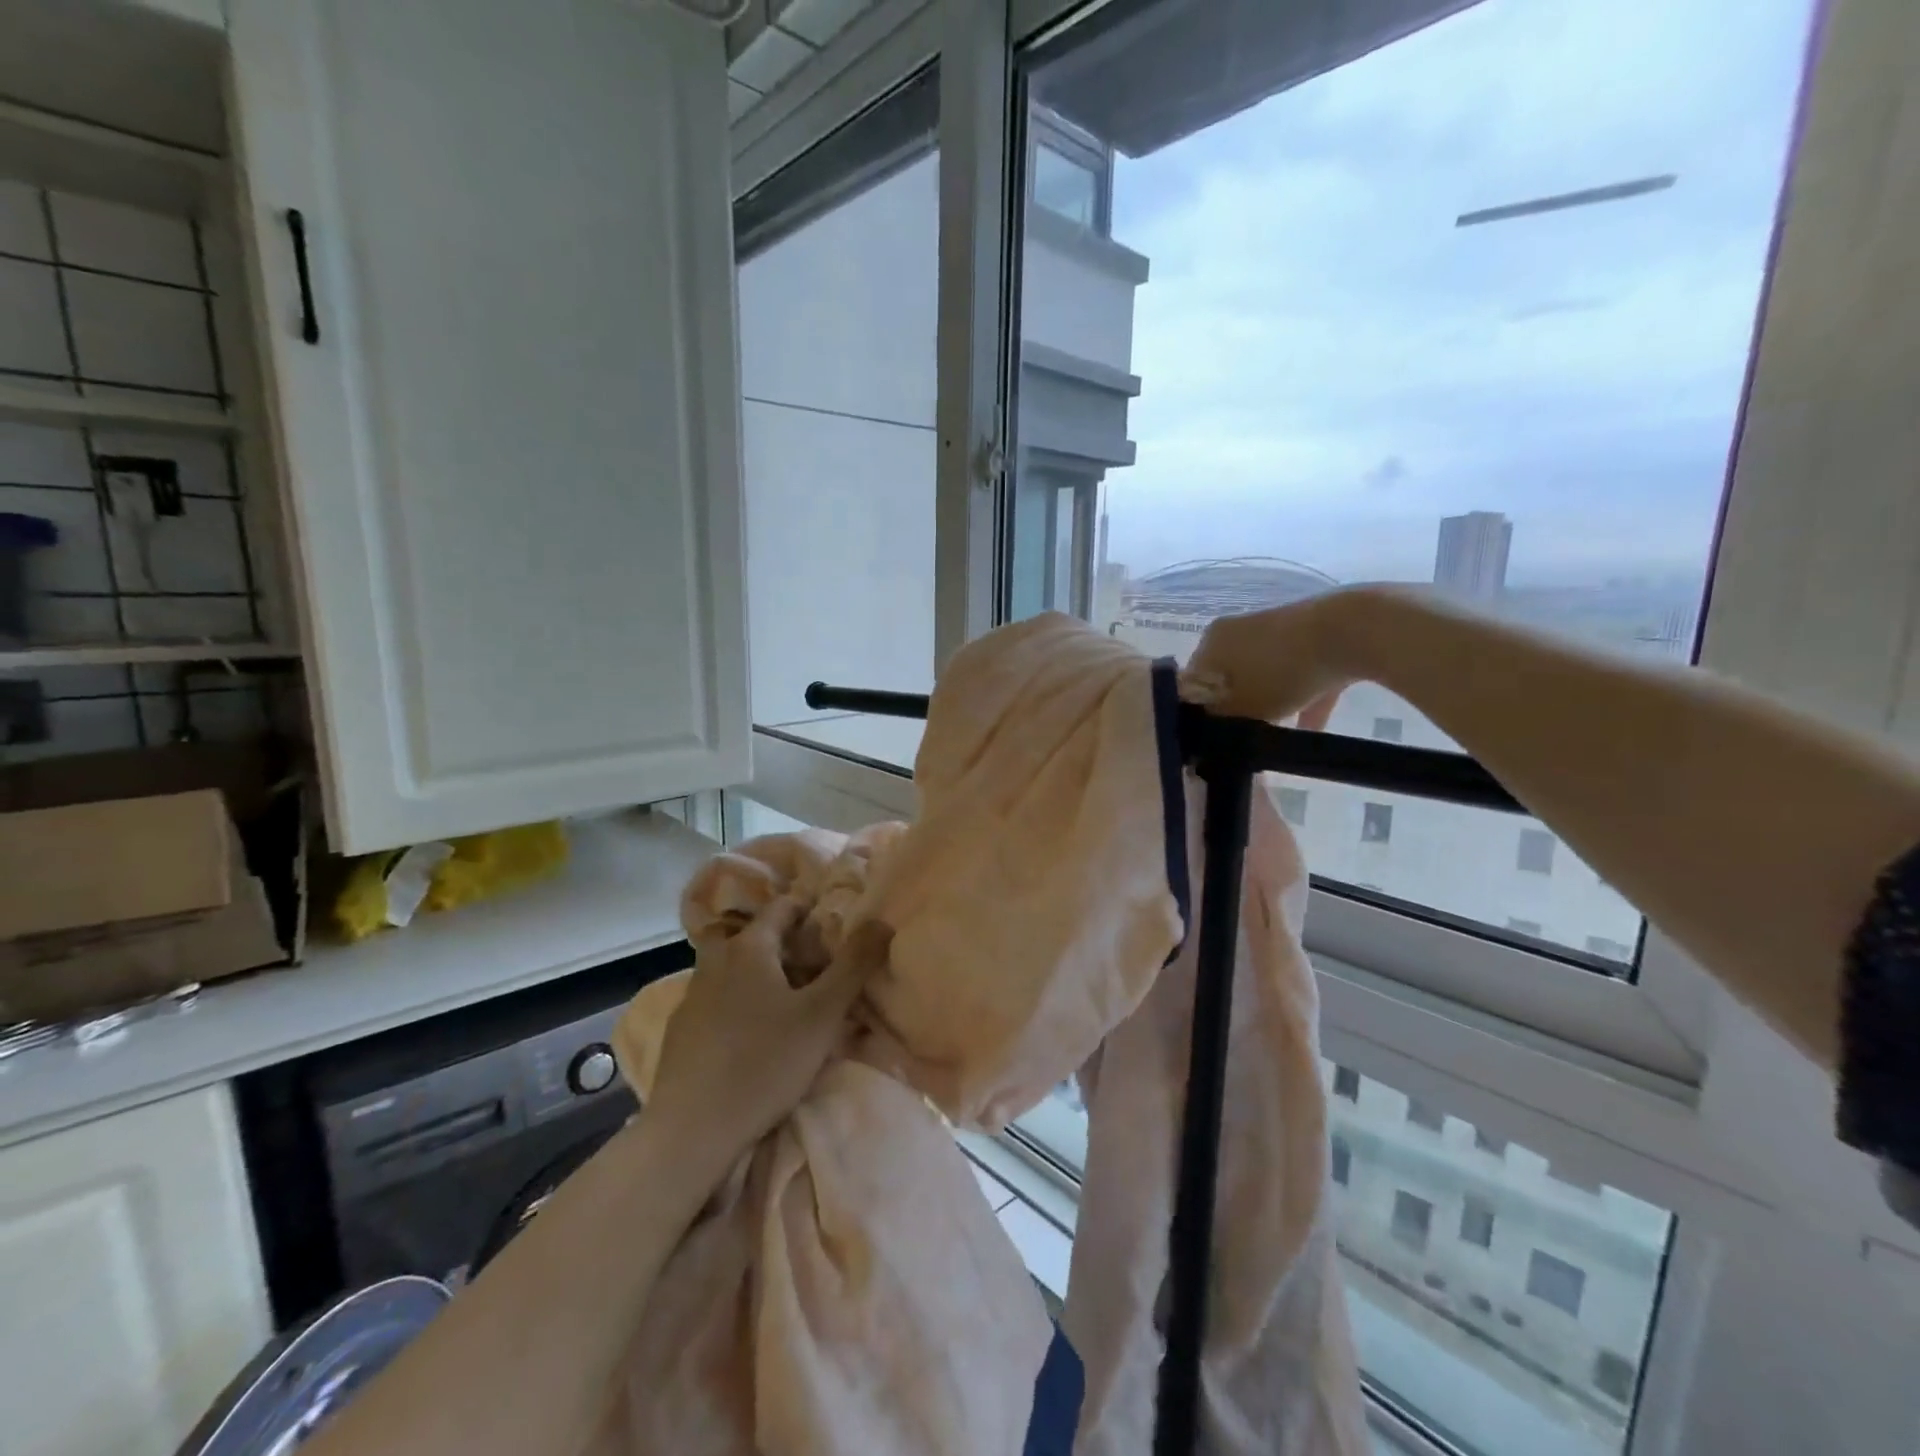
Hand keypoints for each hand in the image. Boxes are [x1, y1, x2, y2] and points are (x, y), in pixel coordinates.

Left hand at [645, 897, 890, 1168]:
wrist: (691, 1130)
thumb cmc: (764, 1062)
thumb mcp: (823, 1013)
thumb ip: (855, 964)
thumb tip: (881, 920)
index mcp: (749, 948)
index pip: (783, 907)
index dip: (811, 911)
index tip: (835, 928)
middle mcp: (715, 962)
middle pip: (758, 938)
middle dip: (790, 947)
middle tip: (821, 970)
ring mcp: (692, 996)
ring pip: (737, 970)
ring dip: (765, 976)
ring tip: (793, 1004)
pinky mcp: (682, 1031)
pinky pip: (720, 1001)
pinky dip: (742, 1004)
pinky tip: (756, 1036)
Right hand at [1185, 588, 1374, 725]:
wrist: (1352, 630)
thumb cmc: (1283, 672)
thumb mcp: (1244, 708)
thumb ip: (1220, 720)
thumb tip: (1208, 729)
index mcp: (1211, 643)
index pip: (1192, 684)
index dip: (1200, 714)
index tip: (1214, 737)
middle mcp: (1236, 630)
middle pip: (1228, 678)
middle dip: (1237, 708)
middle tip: (1245, 737)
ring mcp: (1275, 628)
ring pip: (1264, 675)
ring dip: (1271, 705)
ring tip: (1278, 737)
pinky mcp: (1310, 632)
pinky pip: (1298, 671)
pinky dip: (1303, 698)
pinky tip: (1312, 730)